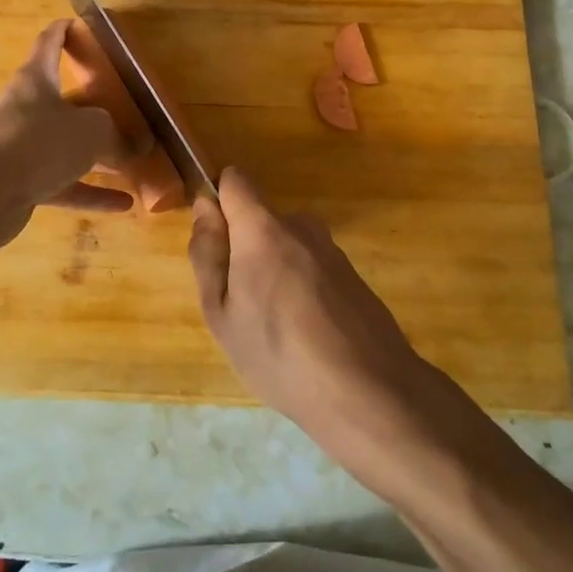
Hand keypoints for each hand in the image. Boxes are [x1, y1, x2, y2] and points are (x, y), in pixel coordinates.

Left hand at [0, 20, 135, 248]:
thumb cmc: (38, 144)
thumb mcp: (91, 131)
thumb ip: (116, 136)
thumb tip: (135, 149)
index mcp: (35, 80)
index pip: (49, 43)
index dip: (65, 30)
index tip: (82, 25)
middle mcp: (24, 109)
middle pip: (61, 100)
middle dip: (92, 106)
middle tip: (123, 108)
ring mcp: (19, 148)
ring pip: (63, 146)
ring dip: (96, 155)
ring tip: (132, 162)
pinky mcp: (19, 183)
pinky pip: (62, 183)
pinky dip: (90, 191)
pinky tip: (123, 204)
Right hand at [188, 167, 438, 462]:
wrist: (368, 391)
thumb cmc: (278, 354)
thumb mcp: (221, 313)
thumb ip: (207, 253)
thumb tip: (204, 207)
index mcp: (263, 227)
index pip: (235, 180)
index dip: (219, 204)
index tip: (216, 246)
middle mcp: (301, 225)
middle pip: (260, 219)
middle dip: (246, 249)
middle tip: (243, 306)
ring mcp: (331, 249)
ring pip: (287, 246)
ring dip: (275, 271)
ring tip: (277, 328)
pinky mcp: (352, 274)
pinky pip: (312, 267)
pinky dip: (303, 289)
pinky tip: (308, 335)